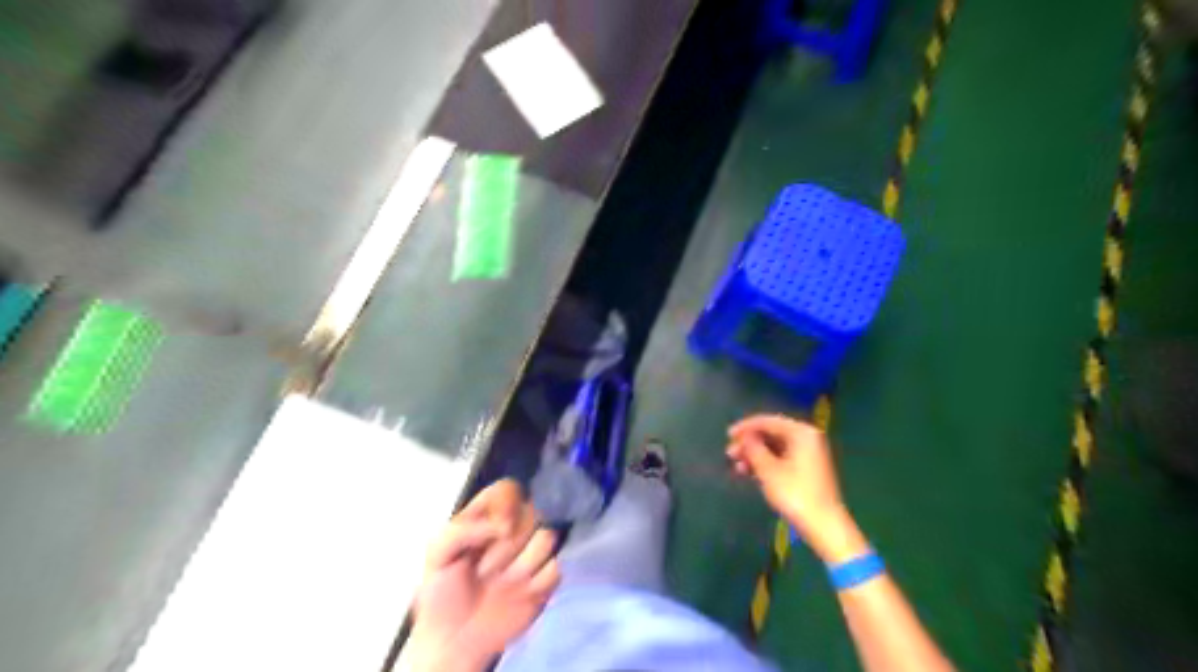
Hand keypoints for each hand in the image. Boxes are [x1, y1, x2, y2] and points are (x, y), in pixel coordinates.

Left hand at [408, 481, 562, 668]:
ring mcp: (532, 552)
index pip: (510, 489)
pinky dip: (538, 582)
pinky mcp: (547, 576)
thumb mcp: (437, 554)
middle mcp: (514, 527)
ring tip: (502, 584)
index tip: (498, 530)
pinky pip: (557, 566)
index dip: (508, 506)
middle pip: (533, 512)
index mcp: (487, 515)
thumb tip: (504, 526)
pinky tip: (521, 594)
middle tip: (485, 571)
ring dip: (522, 566)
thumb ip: (462, 528)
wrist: (454, 641)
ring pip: (548, 538)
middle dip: (509, 546)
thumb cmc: (441, 594)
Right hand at [725, 416, 866, 561]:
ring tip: (736, 466)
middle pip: (771, 434)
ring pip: (774, 448)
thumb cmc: (795, 493)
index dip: (746, 427)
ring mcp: (808, 455)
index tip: (728, 435)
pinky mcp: (806, 470)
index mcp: (802, 433)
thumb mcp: (769, 469)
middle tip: (730, 453)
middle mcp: (807, 439)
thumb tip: (745, 437)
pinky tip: (748, 473)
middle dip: (749, 443)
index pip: (768, 421)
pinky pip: (780, 459)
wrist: (823, 525)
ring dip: (754, 455)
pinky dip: (764, 464)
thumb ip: (753, 448)